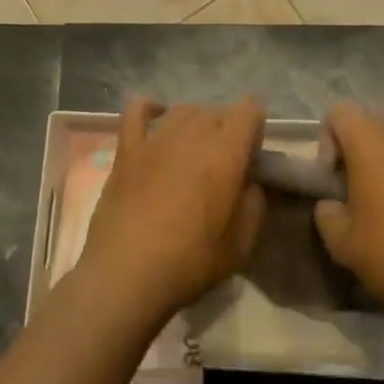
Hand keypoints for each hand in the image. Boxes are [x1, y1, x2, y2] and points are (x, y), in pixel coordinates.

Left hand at [79, 98, 266, 329]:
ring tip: (195, 149)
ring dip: (196, 123)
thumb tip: (249, 183)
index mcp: (226, 153)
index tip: (252, 155)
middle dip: (227, 129)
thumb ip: (254, 203)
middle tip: (224, 163)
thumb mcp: (242, 244)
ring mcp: (156, 139)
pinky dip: (148, 109)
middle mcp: (193, 135)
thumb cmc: (190, 261)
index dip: (256, 126)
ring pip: (183, 110)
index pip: (249, 110)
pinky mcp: (127, 150)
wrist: (127, 274)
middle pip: (217, 111)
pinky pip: (136, 112)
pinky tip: (155, 117)